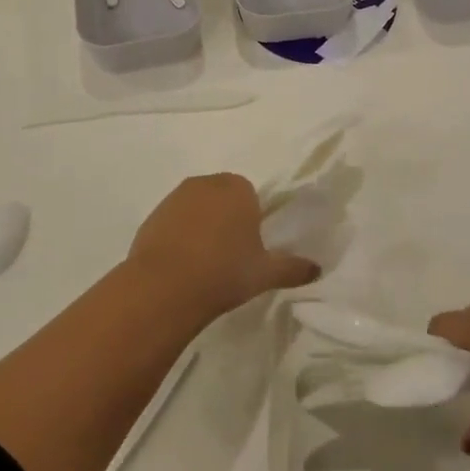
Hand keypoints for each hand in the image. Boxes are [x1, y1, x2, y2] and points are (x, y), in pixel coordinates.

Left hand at [127, 174, 319, 323]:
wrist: (164, 287)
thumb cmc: (224, 272)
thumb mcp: (265, 274)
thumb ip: (293, 268)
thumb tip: (318, 269)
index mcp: (237, 188)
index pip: (250, 195)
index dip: (251, 219)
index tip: (250, 247)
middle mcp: (205, 183)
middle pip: (222, 197)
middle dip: (226, 219)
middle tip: (230, 256)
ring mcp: (174, 198)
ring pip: (195, 208)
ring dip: (201, 227)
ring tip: (204, 264)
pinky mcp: (151, 216)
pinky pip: (173, 223)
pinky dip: (178, 238)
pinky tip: (181, 266)